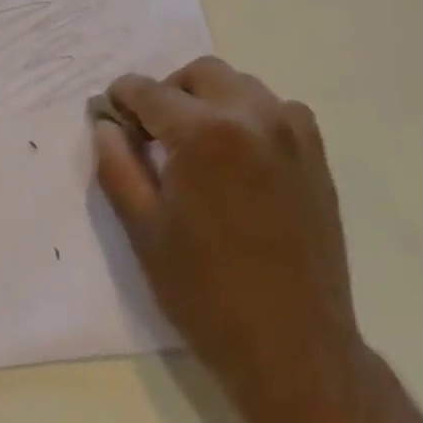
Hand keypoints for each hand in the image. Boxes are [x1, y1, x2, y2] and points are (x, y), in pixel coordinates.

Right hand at [93, 57, 366, 411]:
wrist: (295, 348)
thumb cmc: (207, 293)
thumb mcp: (144, 230)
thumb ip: (117, 166)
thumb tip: (106, 125)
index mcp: (203, 133)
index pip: (149, 91)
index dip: (122, 97)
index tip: (110, 112)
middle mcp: (252, 116)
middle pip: (198, 73)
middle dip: (167, 92)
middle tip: (152, 132)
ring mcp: (291, 132)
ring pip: (239, 85)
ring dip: (209, 100)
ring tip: (196, 144)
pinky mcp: (315, 154)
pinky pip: (276, 109)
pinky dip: (249, 115)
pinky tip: (239, 155)